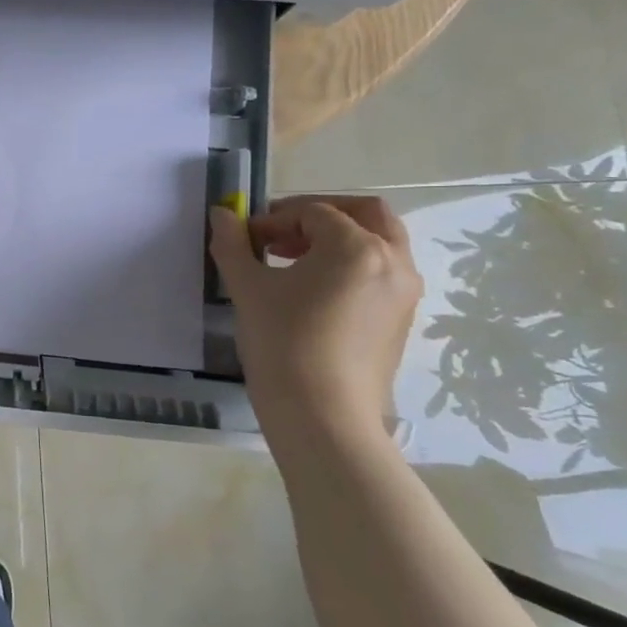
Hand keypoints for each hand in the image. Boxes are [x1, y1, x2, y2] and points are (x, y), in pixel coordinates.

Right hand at [208, 195, 422, 440]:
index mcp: (357, 246)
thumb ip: (232, 245)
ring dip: (337, 238)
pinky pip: (380, 272)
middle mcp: (393, 261)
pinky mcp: (401, 318)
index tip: (244, 240)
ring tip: (292, 262)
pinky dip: (350, 265)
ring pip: (378, 242)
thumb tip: (221, 214)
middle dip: (319, 214)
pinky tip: (312, 292)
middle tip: (280, 234)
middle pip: (365, 213)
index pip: (313, 212)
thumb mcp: (247, 288)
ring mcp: (404, 292)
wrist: (321, 413)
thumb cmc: (282, 342)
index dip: (273, 219)